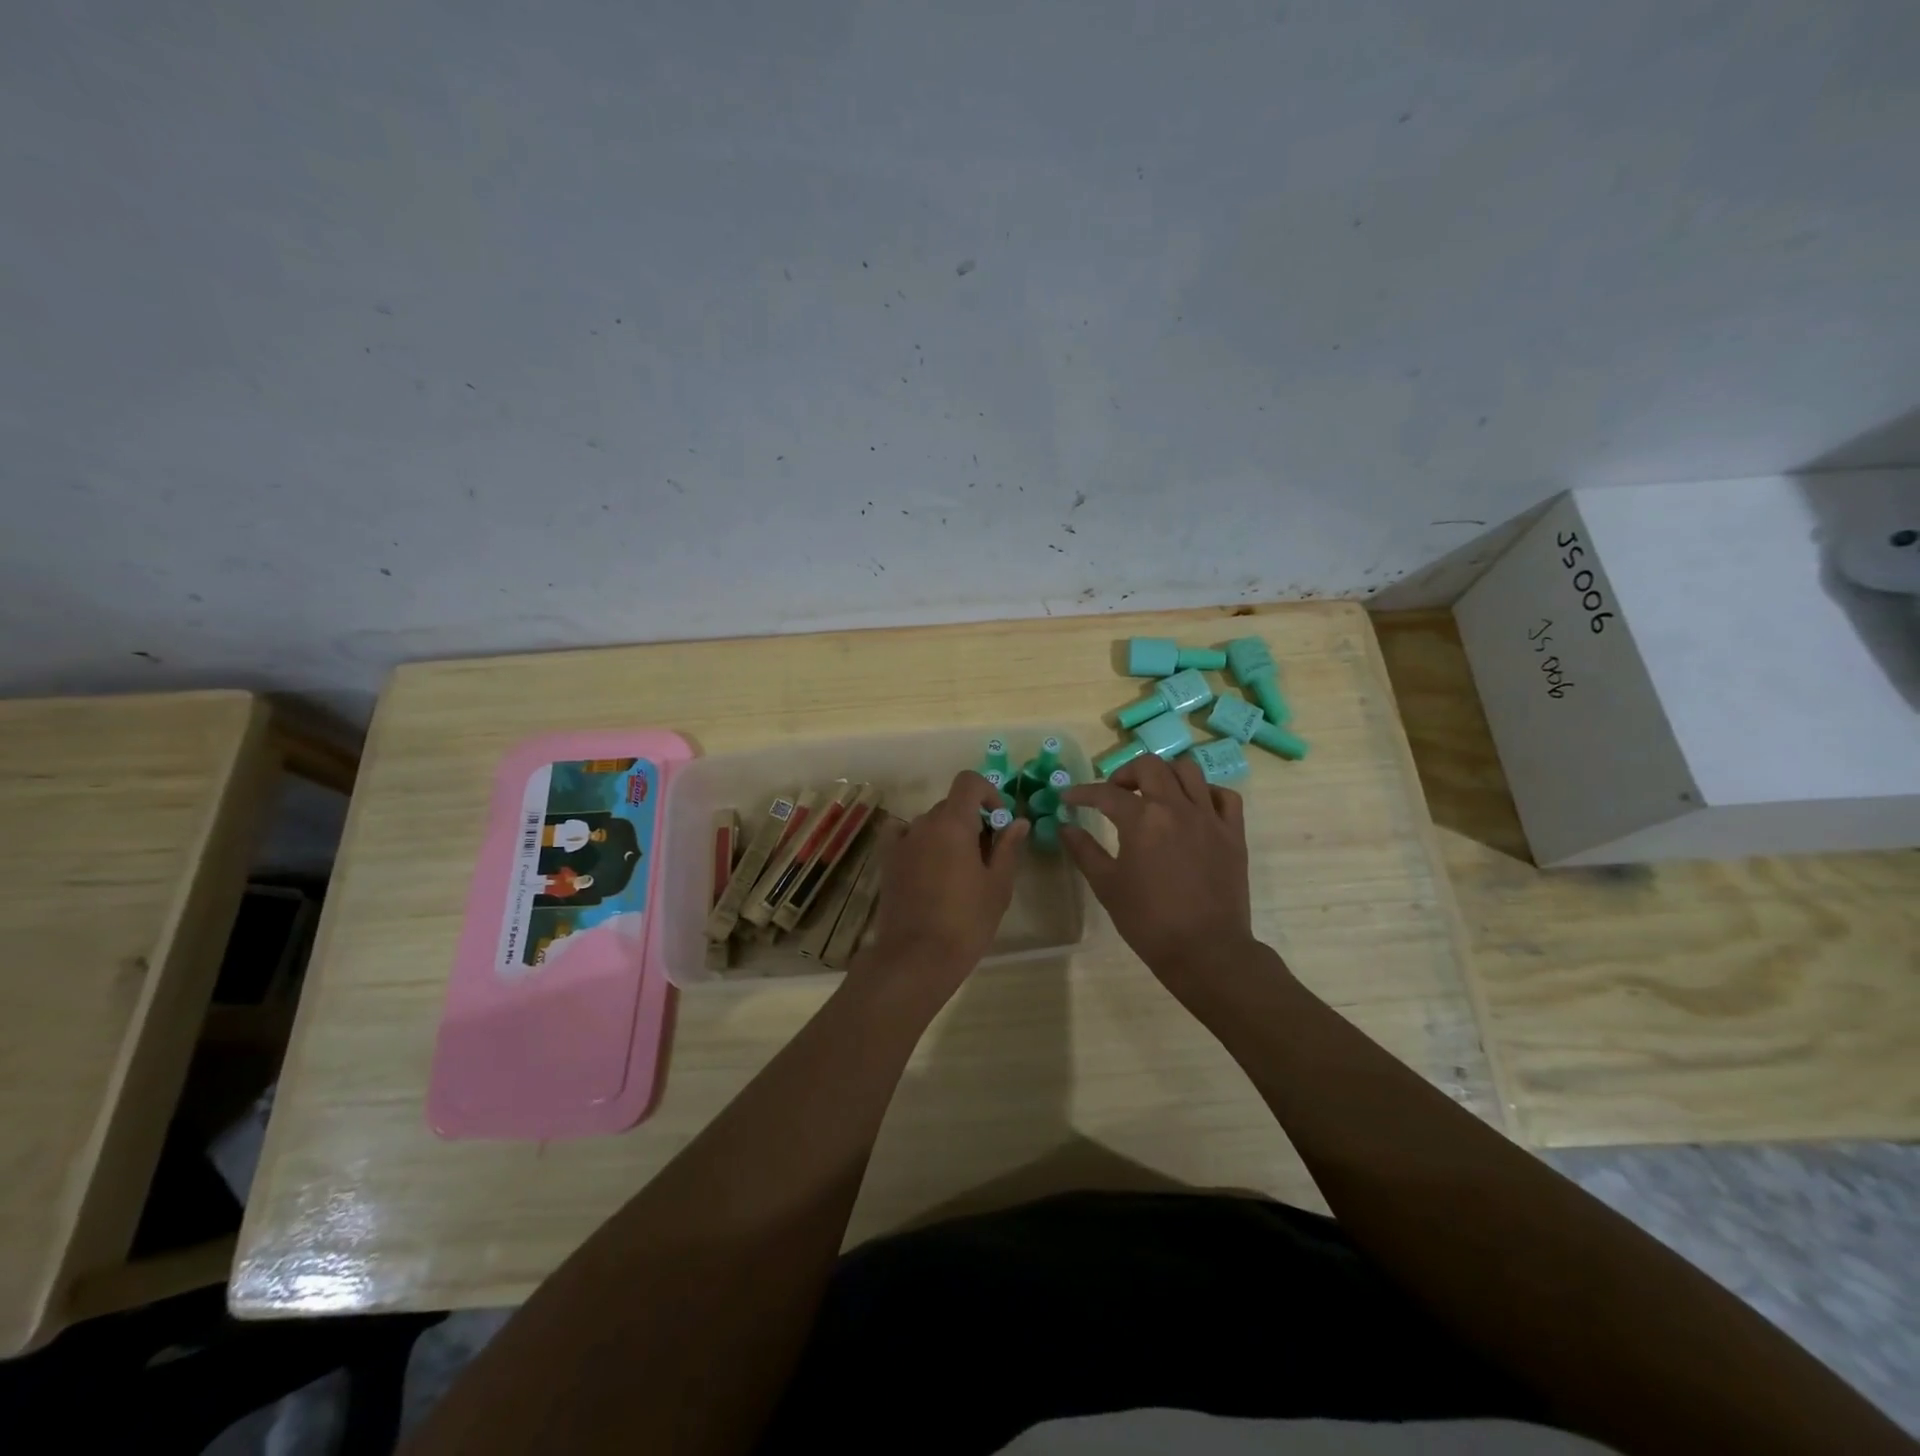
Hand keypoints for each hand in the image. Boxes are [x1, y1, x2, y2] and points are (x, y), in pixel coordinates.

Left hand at [854, 770, 1028, 1004]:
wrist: (916, 958)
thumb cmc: (966, 921)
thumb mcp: (997, 885)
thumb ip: (1008, 847)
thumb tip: (1018, 821)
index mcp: (953, 823)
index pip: (968, 782)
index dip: (989, 793)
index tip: (1000, 822)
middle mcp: (923, 823)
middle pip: (951, 805)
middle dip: (972, 821)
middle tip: (986, 857)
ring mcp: (902, 841)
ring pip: (930, 823)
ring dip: (947, 834)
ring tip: (959, 872)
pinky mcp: (887, 861)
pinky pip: (904, 836)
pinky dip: (918, 841)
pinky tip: (927, 865)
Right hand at [1059, 755, 1255, 989]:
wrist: (1206, 951)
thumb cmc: (1149, 921)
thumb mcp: (1107, 886)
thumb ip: (1084, 851)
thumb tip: (1065, 827)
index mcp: (1143, 820)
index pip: (1106, 793)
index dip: (1082, 793)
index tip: (1069, 799)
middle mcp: (1177, 807)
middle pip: (1150, 766)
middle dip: (1125, 773)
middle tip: (1113, 792)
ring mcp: (1210, 817)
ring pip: (1189, 770)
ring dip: (1165, 774)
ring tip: (1153, 793)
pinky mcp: (1233, 833)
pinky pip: (1224, 796)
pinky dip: (1205, 792)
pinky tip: (1193, 807)